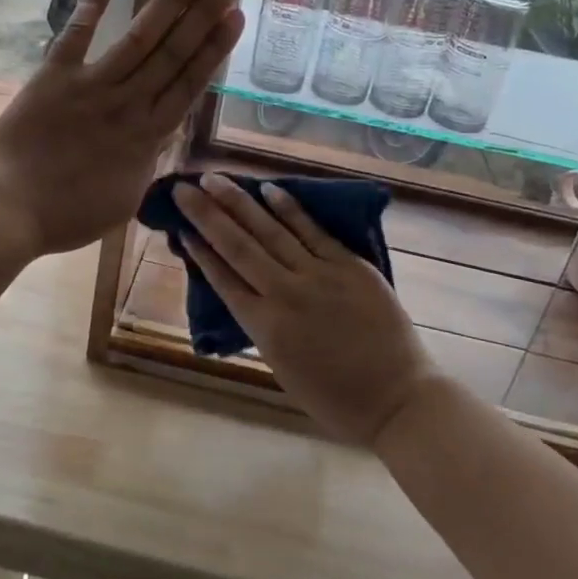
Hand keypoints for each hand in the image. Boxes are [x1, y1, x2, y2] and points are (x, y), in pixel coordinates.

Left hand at [0, 0, 242, 257]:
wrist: (10, 211)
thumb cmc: (70, 216)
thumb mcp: (126, 199)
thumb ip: (147, 162)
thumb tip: (160, 137)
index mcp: (148, 136)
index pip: (190, 82)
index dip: (214, 47)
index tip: (235, 15)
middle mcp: (128, 103)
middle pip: (173, 51)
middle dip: (204, 11)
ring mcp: (91, 87)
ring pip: (139, 39)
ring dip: (168, 2)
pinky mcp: (53, 78)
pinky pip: (74, 38)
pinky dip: (90, 9)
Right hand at [173, 174, 434, 446]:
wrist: (397, 400)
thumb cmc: (335, 397)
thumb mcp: (282, 367)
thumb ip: (262, 325)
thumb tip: (245, 290)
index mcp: (264, 328)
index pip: (222, 279)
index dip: (199, 251)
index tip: (180, 227)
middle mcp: (284, 295)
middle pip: (237, 246)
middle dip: (207, 214)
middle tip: (183, 188)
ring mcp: (319, 275)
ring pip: (270, 231)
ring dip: (239, 202)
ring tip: (214, 178)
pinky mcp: (349, 265)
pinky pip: (313, 231)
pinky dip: (289, 209)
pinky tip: (268, 189)